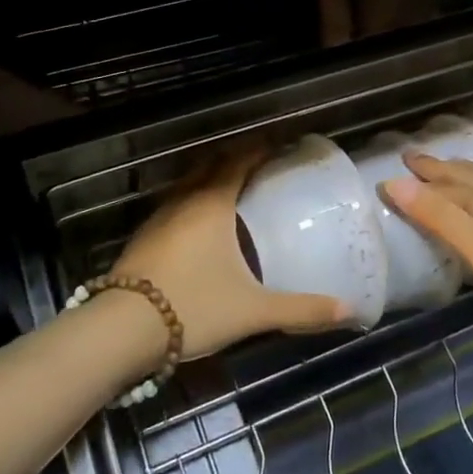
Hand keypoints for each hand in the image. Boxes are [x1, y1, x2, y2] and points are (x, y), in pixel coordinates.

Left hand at [114, 149, 352, 357]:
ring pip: (188, 184)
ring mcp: (159, 218)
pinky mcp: (143, 238)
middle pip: (211, 165)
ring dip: (210, 177)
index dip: (260, 148)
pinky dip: (192, 200)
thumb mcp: (252, 310)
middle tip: (260, 162)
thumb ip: (301, 309)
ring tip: (231, 188)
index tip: (279, 143)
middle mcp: (184, 201)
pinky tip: (198, 224)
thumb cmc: (193, 306)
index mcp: (213, 204)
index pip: (239, 161)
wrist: (122, 330)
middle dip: (235, 158)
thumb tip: (350, 310)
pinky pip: (174, 204)